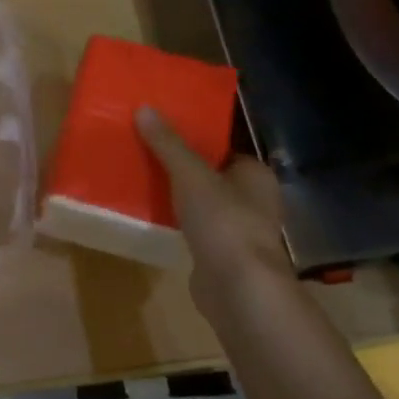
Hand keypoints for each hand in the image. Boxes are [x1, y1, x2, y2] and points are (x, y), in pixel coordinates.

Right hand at [136, 107, 299, 322]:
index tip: (164, 133)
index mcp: (256, 175)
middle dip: (183, 169)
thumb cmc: (223, 222)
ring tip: (143, 182)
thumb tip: (145, 108)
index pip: (224, 149)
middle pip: (212, 176)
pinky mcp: (223, 257)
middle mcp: (254, 201)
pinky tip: (153, 218)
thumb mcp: (190, 174)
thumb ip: (168, 144)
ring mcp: (240, 232)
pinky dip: (179, 224)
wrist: (238, 289)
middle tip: (147, 155)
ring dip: (180, 198)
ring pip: (204, 205)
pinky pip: (196, 230)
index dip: (196, 141)